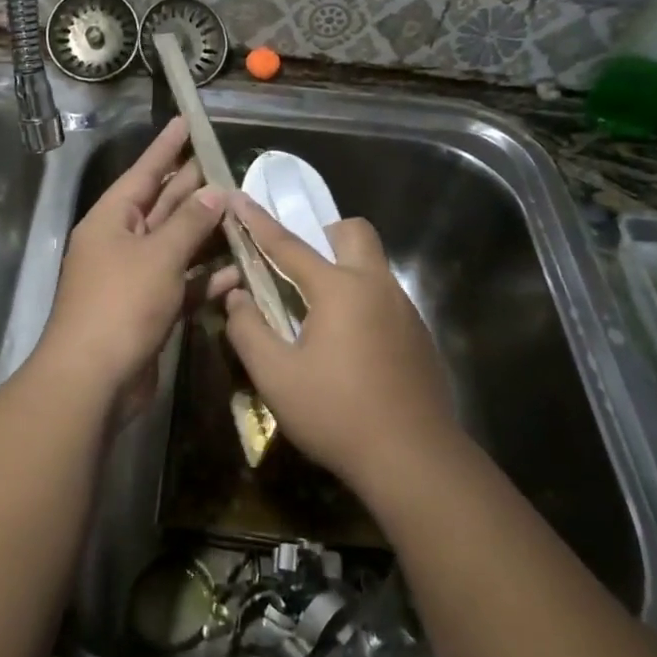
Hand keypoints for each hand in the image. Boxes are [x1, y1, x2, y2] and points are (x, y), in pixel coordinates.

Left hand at [38, 118, 232, 401]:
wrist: (94, 379)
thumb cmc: (121, 304)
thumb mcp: (158, 255)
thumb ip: (190, 222)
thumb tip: (215, 192)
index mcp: (112, 220)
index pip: (144, 172)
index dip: (166, 147)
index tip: (187, 121)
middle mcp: (122, 243)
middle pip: (164, 206)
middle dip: (195, 189)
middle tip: (230, 166)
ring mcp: (136, 278)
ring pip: (178, 246)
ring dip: (209, 234)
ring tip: (246, 214)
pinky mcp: (151, 309)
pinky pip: (183, 283)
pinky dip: (207, 277)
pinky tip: (239, 270)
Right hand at [221, 194, 457, 494]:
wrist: (414, 458)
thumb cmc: (337, 414)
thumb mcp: (276, 377)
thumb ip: (249, 330)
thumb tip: (236, 298)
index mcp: (339, 289)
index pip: (289, 245)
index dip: (259, 222)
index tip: (239, 197)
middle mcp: (377, 286)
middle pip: (354, 233)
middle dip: (324, 236)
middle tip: (300, 268)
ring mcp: (404, 310)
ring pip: (374, 266)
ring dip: (345, 271)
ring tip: (320, 316)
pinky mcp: (419, 336)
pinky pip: (387, 299)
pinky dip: (364, 303)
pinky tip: (352, 349)